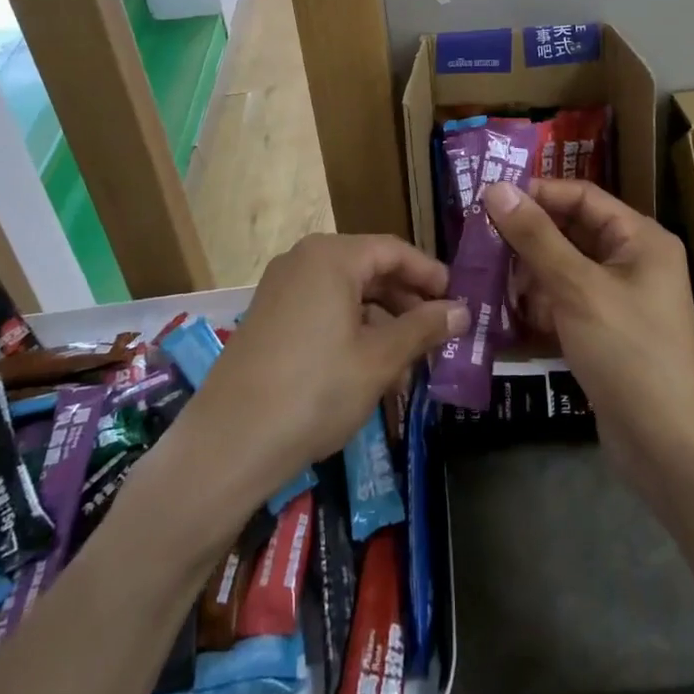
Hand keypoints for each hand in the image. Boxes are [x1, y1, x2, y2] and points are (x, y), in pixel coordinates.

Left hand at [179, 234, 466, 506]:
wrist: (229, 442)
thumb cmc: (315, 390)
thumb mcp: (379, 359)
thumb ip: (424, 328)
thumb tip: (463, 311)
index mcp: (331, 256)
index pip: (394, 251)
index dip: (430, 274)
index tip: (458, 300)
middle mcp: (303, 260)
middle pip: (369, 269)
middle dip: (406, 302)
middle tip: (438, 335)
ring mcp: (280, 288)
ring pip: (346, 294)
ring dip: (381, 322)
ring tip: (407, 362)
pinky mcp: (267, 318)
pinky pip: (322, 310)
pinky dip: (351, 331)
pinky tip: (368, 369)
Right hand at [486, 178, 693, 496]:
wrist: (668, 447)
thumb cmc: (628, 352)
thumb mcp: (577, 288)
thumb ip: (536, 236)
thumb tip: (496, 188)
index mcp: (640, 239)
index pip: (582, 197)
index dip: (537, 194)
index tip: (489, 200)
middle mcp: (633, 261)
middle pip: (571, 232)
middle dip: (527, 238)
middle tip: (479, 241)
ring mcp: (620, 300)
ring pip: (564, 269)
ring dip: (528, 274)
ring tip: (487, 280)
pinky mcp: (605, 333)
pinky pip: (566, 303)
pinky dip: (539, 305)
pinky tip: (506, 314)